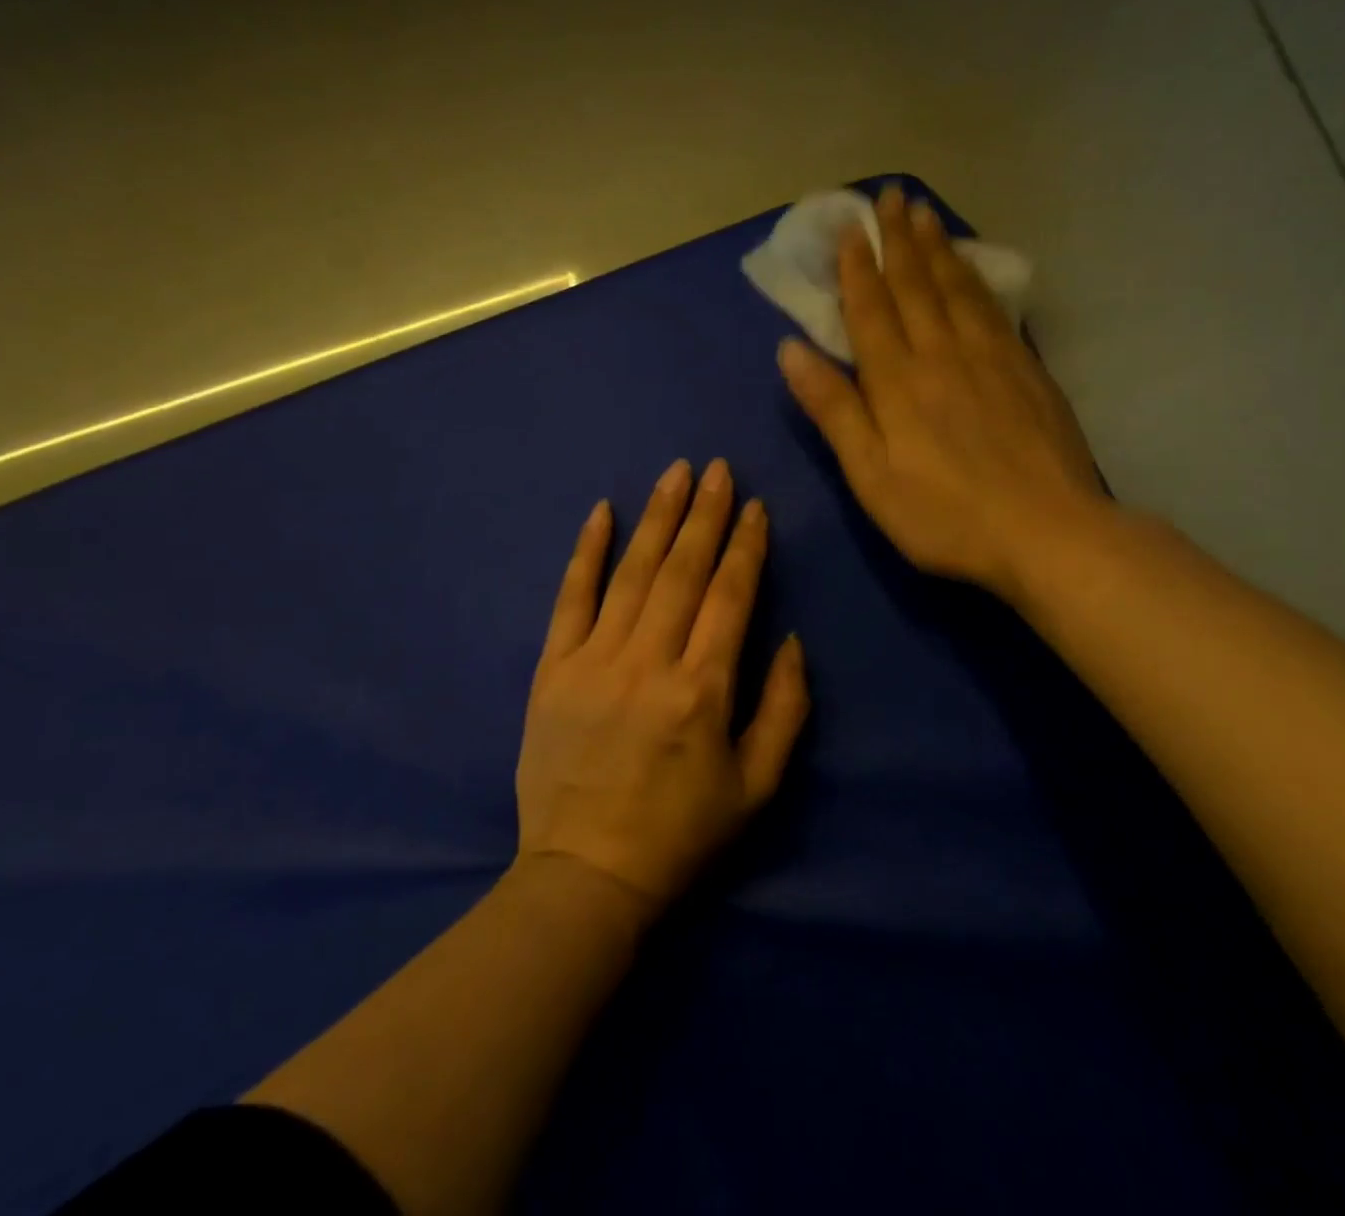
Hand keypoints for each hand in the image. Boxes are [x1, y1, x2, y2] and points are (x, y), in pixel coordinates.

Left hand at [517, 460, 809, 914]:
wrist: (586, 874)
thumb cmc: (681, 835)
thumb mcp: (757, 787)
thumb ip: (785, 709)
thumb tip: (790, 640)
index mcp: (703, 690)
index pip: (730, 597)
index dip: (746, 547)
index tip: (755, 507)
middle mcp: (649, 662)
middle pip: (683, 571)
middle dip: (705, 514)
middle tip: (718, 469)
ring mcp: (595, 660)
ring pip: (632, 573)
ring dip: (657, 518)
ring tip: (675, 474)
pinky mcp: (554, 669)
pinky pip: (571, 598)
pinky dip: (586, 552)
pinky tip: (601, 512)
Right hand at [777, 185, 1112, 606]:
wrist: (1047, 532)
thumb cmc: (944, 514)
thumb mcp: (870, 475)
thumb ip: (834, 410)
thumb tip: (792, 350)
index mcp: (898, 381)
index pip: (871, 310)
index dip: (856, 269)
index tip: (849, 229)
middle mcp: (942, 354)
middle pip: (915, 285)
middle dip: (897, 240)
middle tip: (889, 197)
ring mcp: (990, 358)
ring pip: (956, 288)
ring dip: (936, 248)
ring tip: (924, 213)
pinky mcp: (1026, 370)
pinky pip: (992, 308)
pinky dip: (975, 278)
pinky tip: (971, 267)